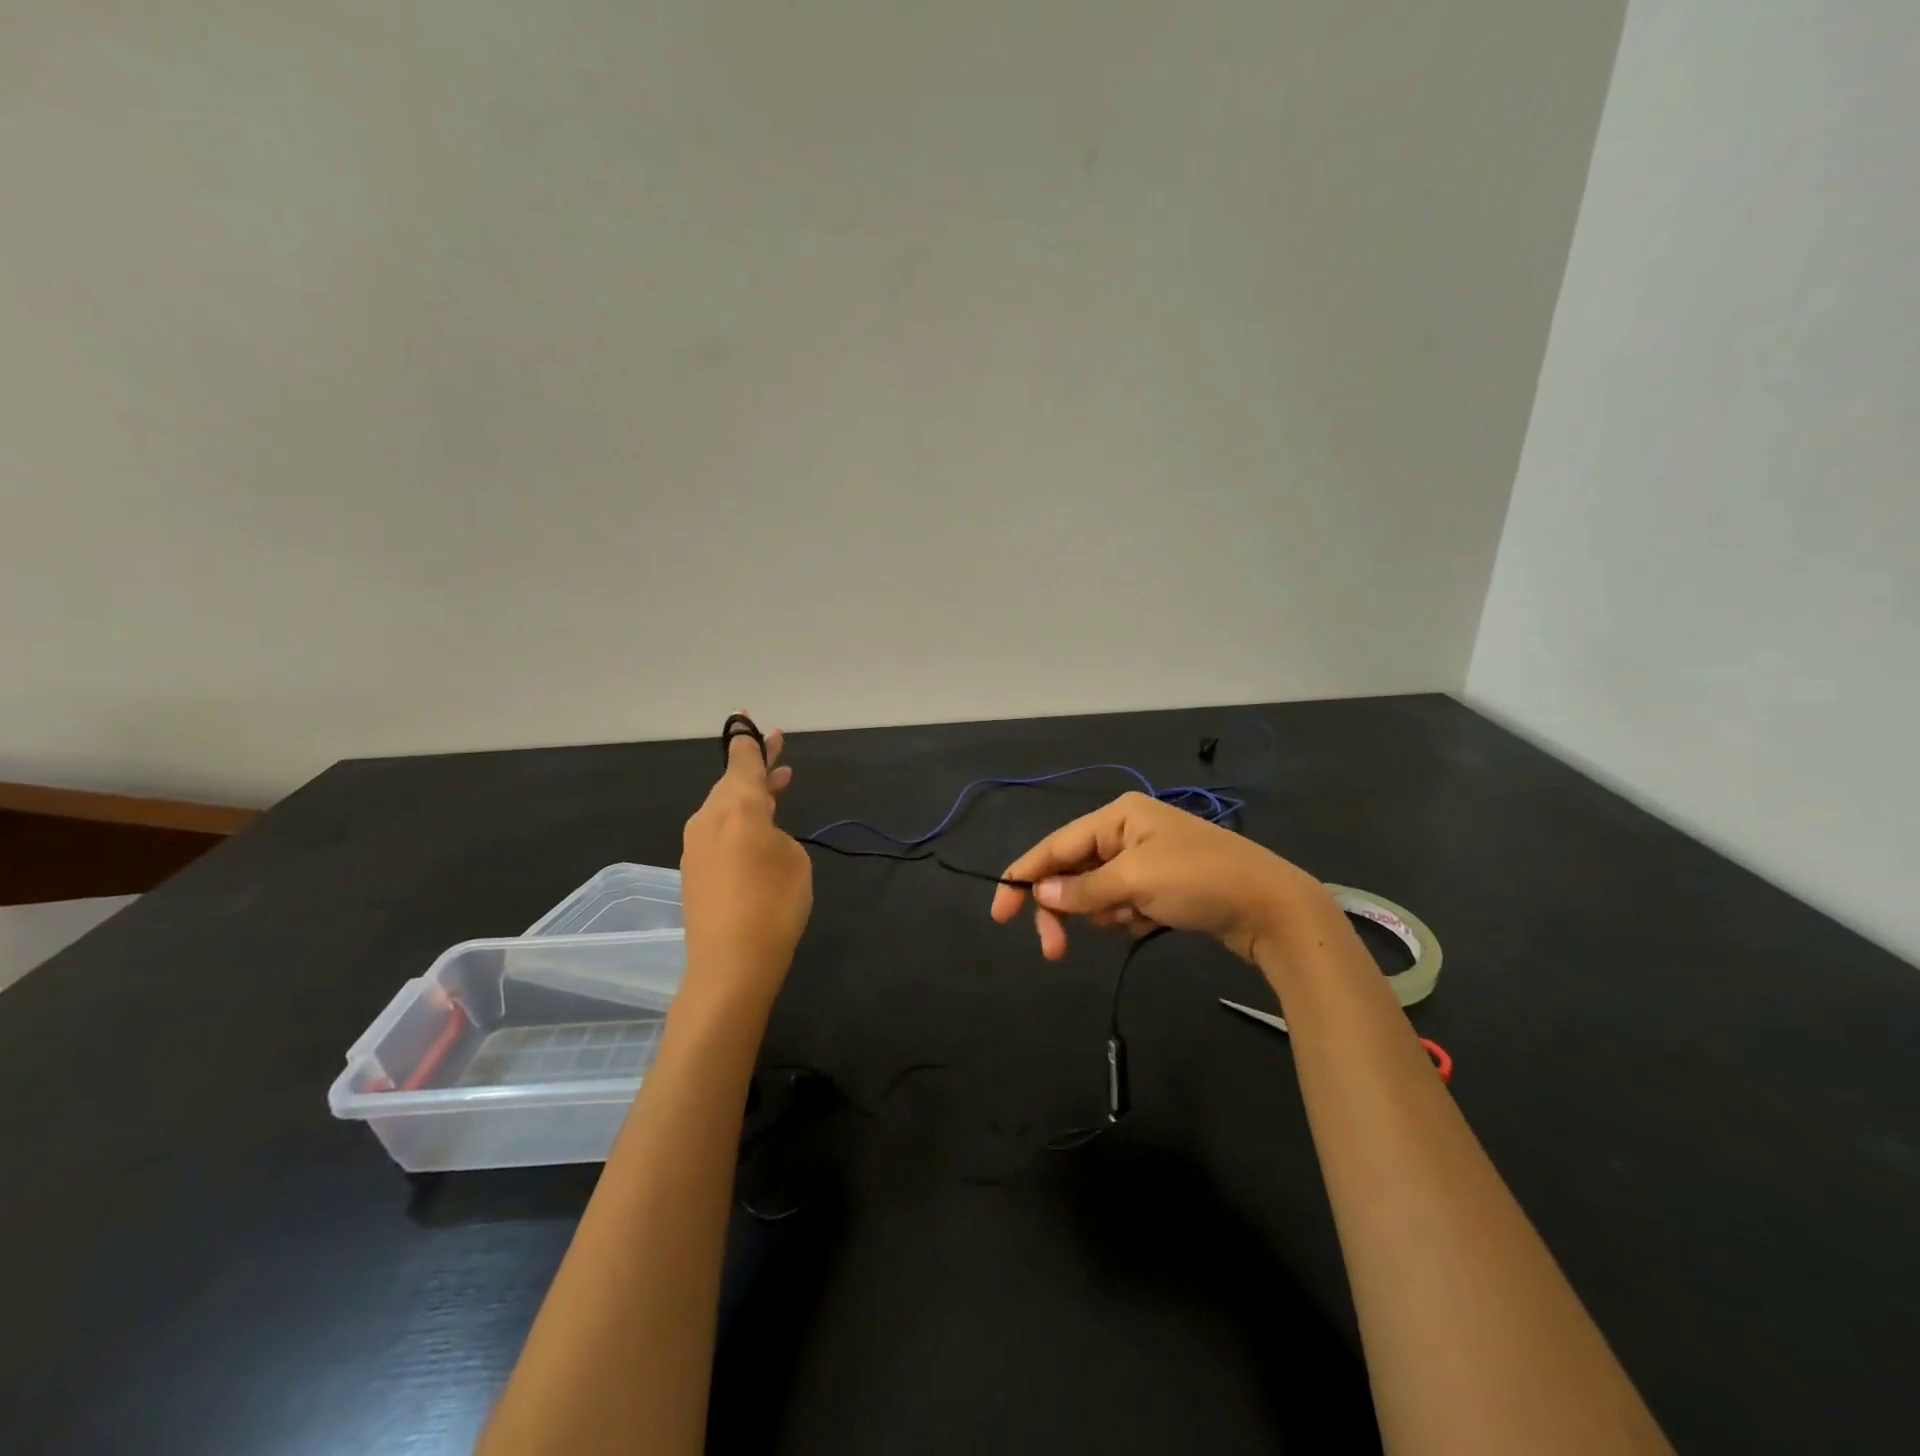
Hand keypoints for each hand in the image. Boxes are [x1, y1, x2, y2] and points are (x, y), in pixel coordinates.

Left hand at [680, 718, 811, 1007]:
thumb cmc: (774, 905)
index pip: (743, 761)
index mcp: (737, 806)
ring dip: (751, 794)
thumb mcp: (793, 859)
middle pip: (734, 781)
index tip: (747, 716)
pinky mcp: (693, 869)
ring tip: (779, 783)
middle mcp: (710, 817)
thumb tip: (759, 834)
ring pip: (726, 806)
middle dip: (757, 764)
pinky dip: (739, 820)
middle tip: (778, 743)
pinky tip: (758, 829)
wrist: (731, 964)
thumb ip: (776, 832)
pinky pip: (719, 830)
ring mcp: (697, 844)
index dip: (750, 740)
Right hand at [989, 792, 1329, 965]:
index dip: (1024, 877)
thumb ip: (1082, 889)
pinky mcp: (1162, 886)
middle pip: (1073, 871)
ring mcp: (1146, 858)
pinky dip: (1126, 917)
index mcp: (1118, 816)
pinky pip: (1123, 903)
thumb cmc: (1199, 880)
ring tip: (1132, 922)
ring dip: (1103, 913)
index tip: (999, 914)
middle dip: (1064, 908)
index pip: (1057, 845)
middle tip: (1054, 951)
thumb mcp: (1135, 882)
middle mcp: (1128, 831)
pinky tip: (1148, 923)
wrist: (1272, 908)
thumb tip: (1039, 893)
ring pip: (1097, 891)